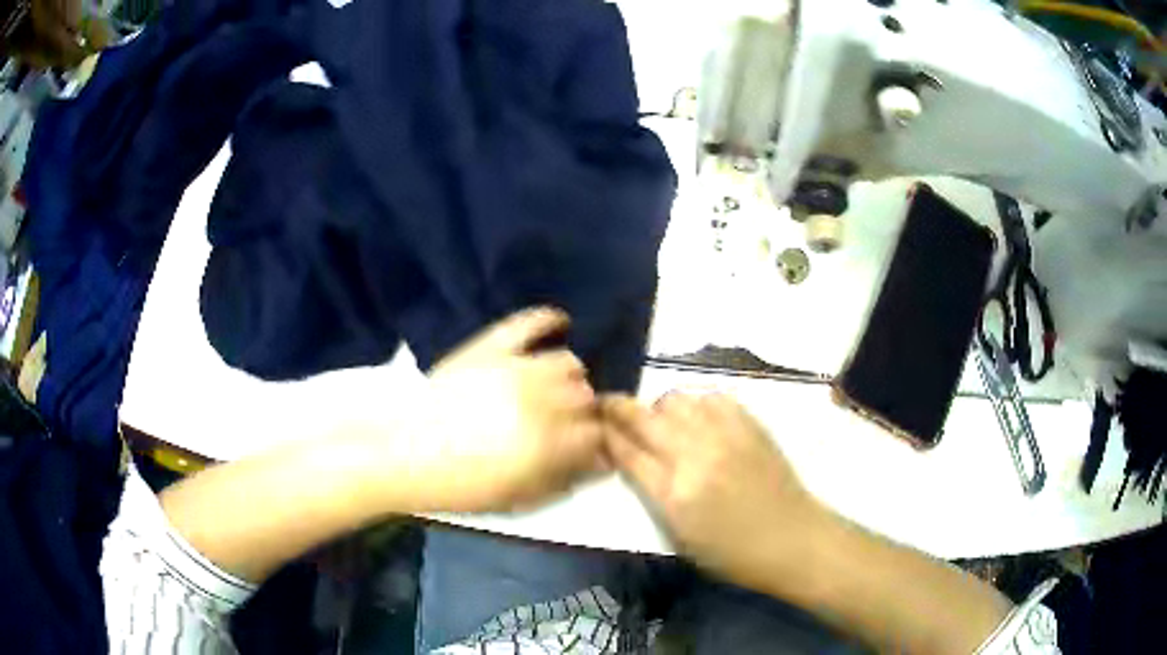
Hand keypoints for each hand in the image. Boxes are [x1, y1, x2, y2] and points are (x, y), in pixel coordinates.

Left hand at [399, 307, 606, 512]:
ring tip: (553, 390)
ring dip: (568, 379)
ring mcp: (513, 368)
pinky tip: (560, 322)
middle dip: (581, 413)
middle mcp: (538, 400)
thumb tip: (603, 461)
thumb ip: (564, 480)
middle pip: (584, 396)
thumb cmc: (459, 486)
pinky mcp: (489, 347)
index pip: (595, 433)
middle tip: (564, 424)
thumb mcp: (517, 498)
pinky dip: (548, 320)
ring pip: (566, 363)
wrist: (402, 454)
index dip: (594, 442)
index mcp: (546, 443)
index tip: (585, 448)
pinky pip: (528, 323)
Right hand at [602, 392, 825, 588]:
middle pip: (643, 417)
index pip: (625, 451)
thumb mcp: (678, 536)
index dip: (604, 433)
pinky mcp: (749, 424)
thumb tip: (629, 458)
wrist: (792, 538)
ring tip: (665, 423)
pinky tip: (700, 420)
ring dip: (660, 408)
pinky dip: (697, 404)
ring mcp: (724, 435)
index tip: (593, 424)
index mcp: (673, 494)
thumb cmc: (731, 552)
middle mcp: (694, 456)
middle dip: (618, 408)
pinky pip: (711, 396)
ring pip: (676, 398)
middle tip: (610, 408)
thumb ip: (650, 493)